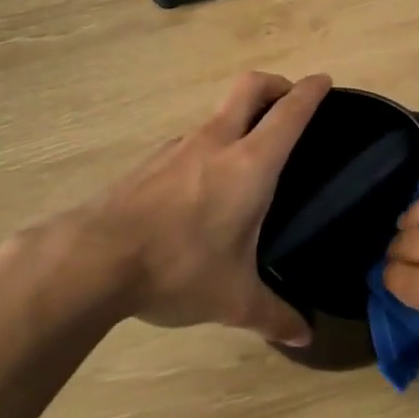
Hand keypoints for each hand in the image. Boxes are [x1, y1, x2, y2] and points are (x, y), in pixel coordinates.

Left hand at [80, 71, 330, 345]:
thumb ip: (274, 315)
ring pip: (217, 114)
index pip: (289, 113)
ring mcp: (178, 147)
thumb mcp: (233, 298)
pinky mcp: (150, 162)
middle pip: (249, 87)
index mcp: (249, 164)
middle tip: (289, 102)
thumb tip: (304, 336)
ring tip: (248, 156)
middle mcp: (216, 142)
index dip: (310, 92)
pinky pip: (190, 141)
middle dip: (275, 84)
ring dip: (239, 118)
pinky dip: (209, 146)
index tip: (324, 81)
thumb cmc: (178, 268)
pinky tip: (204, 186)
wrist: (94, 259)